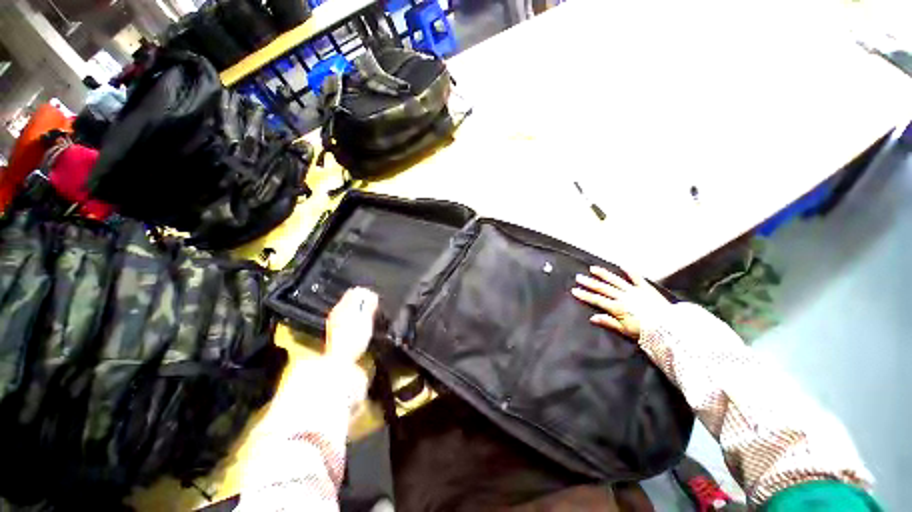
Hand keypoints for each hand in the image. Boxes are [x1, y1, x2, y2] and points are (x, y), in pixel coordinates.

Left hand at [325, 287, 378, 362]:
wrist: (339, 360)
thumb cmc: (354, 339)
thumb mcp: (366, 320)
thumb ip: (369, 306)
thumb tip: (373, 295)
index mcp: (344, 306)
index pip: (356, 291)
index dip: (368, 293)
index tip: (376, 300)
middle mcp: (337, 311)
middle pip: (351, 299)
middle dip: (363, 301)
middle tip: (374, 307)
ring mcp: (334, 320)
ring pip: (348, 308)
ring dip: (359, 309)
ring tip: (369, 316)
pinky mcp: (335, 330)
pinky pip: (346, 316)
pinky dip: (355, 316)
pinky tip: (360, 325)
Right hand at [571, 266, 669, 338]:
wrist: (669, 328)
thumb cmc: (645, 332)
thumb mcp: (625, 330)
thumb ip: (609, 322)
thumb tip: (592, 317)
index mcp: (617, 307)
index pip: (597, 300)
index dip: (584, 295)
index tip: (574, 290)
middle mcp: (623, 296)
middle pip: (603, 288)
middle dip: (589, 282)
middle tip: (578, 277)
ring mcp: (634, 291)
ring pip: (615, 280)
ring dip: (603, 274)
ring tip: (593, 268)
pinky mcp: (645, 289)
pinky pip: (637, 278)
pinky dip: (630, 272)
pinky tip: (623, 266)